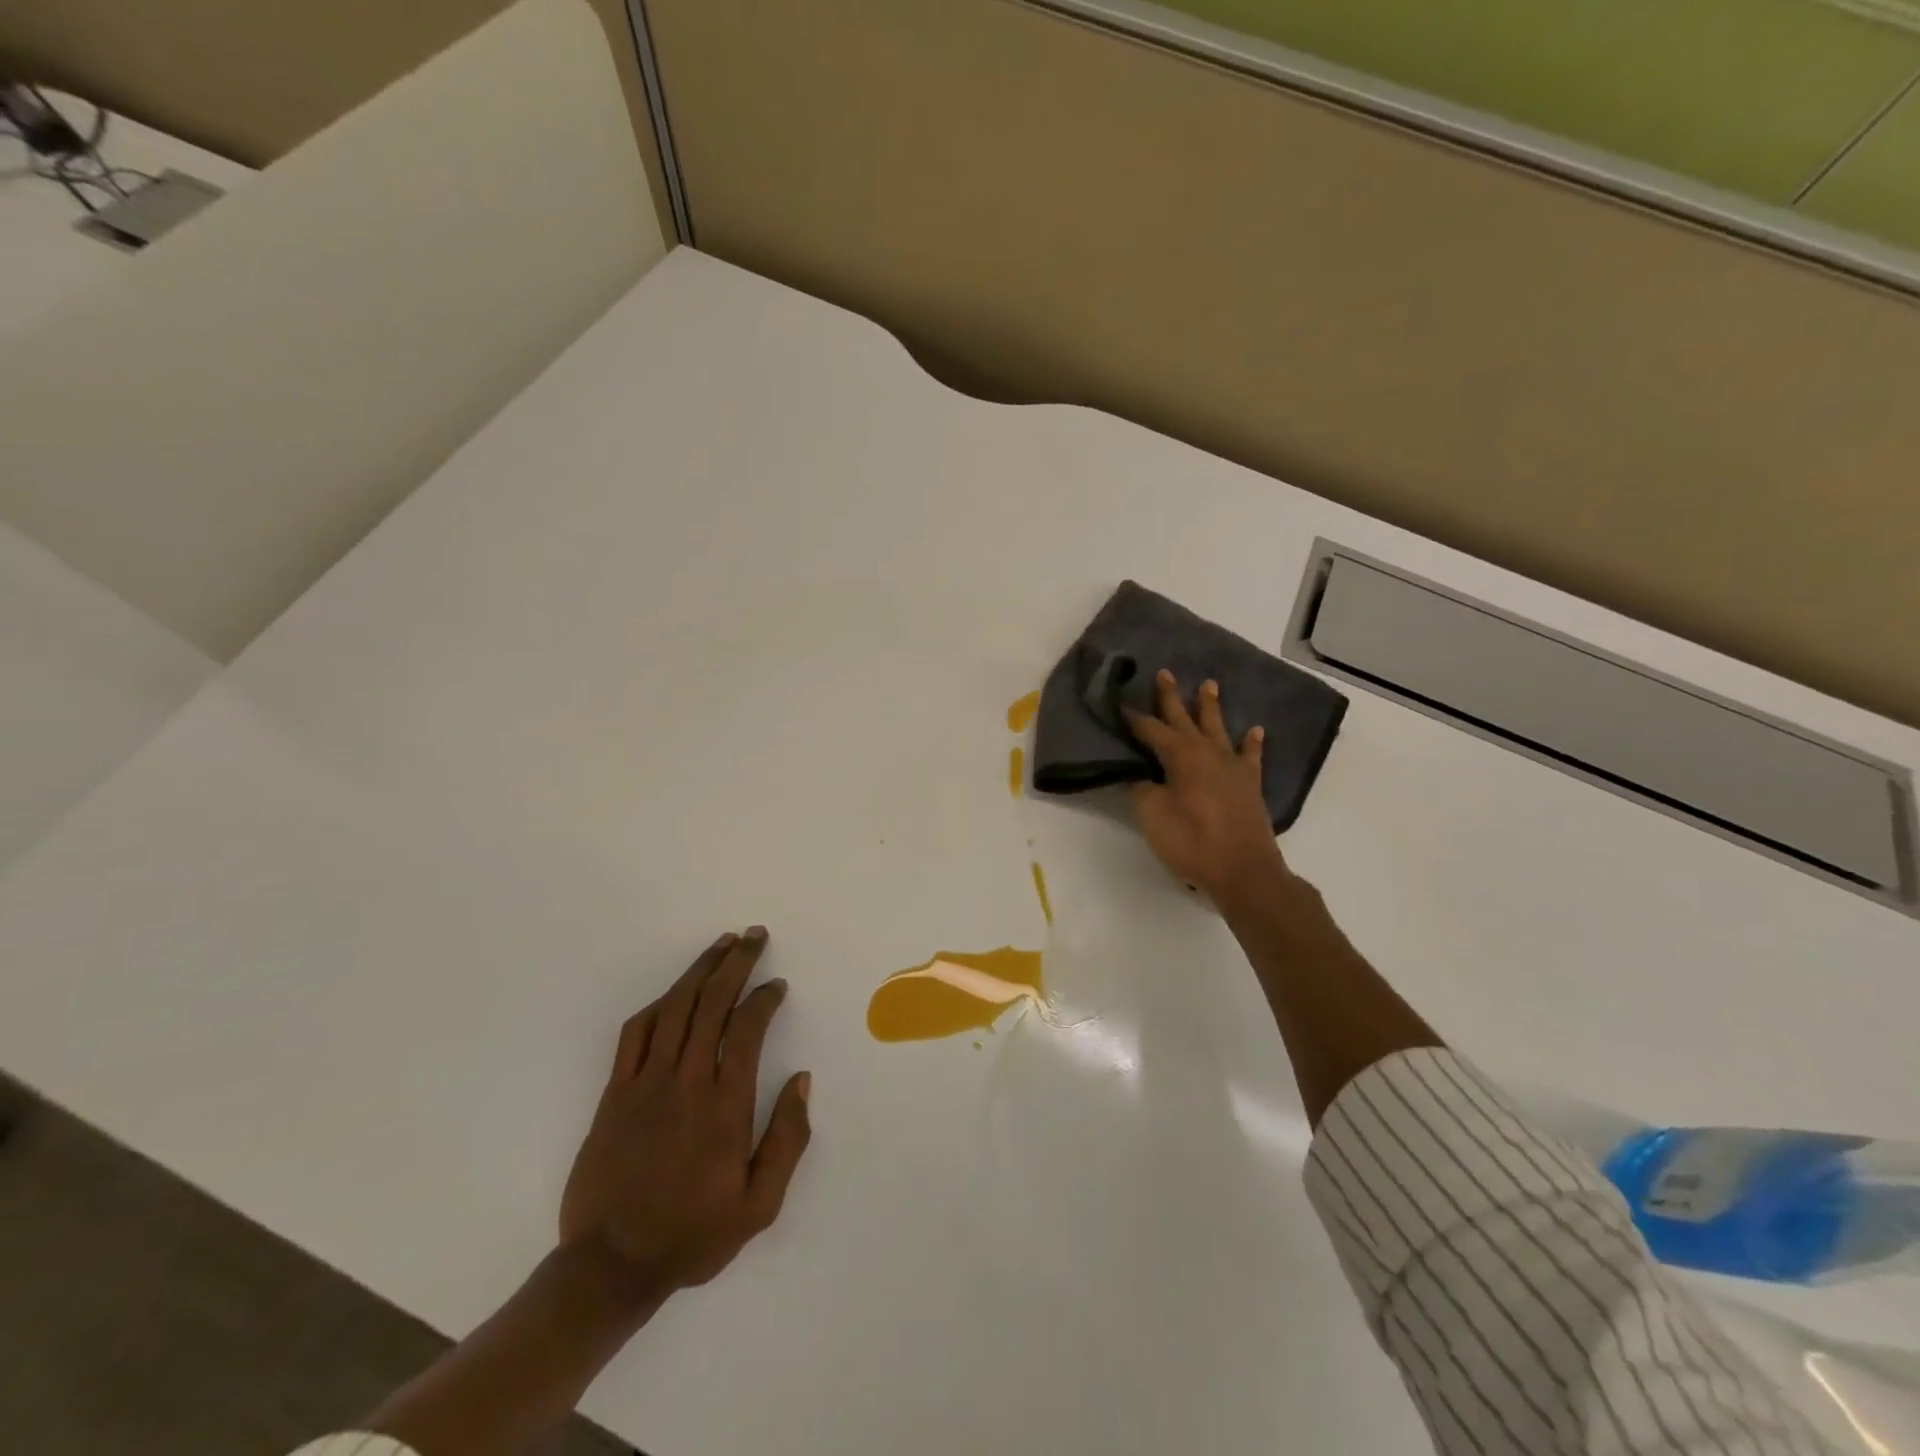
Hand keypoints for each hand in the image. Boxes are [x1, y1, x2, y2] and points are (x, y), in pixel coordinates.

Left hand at [559, 926, 811, 1302]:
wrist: (609, 1267)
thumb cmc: (692, 1234)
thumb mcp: (759, 1205)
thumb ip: (788, 1139)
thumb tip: (801, 1080)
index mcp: (725, 1105)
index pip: (747, 1029)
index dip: (764, 998)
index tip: (777, 985)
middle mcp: (686, 1082)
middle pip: (712, 1003)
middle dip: (736, 962)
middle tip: (753, 935)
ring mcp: (645, 1084)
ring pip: (675, 1008)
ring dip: (700, 970)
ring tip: (720, 945)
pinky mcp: (614, 1093)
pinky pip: (635, 1034)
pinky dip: (657, 1005)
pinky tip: (673, 993)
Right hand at [1124, 671, 1287, 903]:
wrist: (1243, 871)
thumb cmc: (1191, 842)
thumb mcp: (1153, 816)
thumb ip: (1143, 790)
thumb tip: (1142, 775)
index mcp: (1181, 756)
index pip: (1151, 730)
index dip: (1134, 718)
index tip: (1120, 703)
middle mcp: (1208, 752)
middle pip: (1185, 718)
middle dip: (1171, 697)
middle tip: (1165, 672)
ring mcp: (1232, 767)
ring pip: (1218, 728)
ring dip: (1211, 707)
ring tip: (1209, 684)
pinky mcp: (1250, 785)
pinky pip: (1250, 756)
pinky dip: (1252, 743)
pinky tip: (1255, 731)